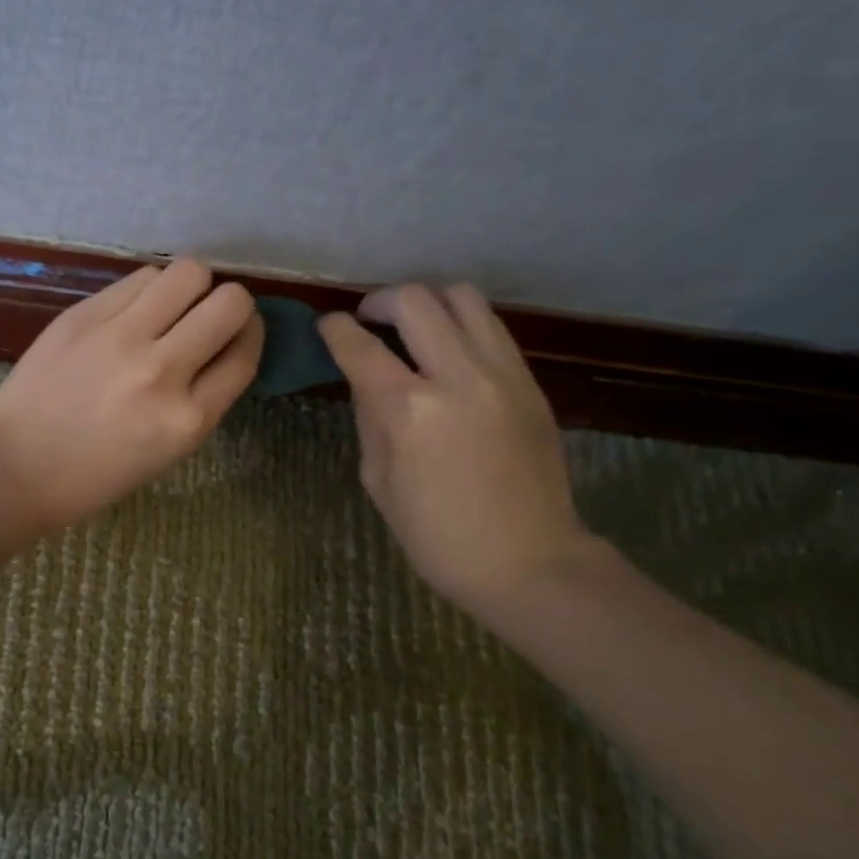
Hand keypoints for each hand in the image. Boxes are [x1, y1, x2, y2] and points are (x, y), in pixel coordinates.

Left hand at [0, 259, 262, 531]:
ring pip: (188, 273)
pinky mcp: (86, 314)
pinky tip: (135, 308)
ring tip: (171, 306)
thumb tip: (222, 347)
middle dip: (231, 304)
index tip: (240, 331)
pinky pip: (140, 278)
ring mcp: (121, 337)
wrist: (15, 463)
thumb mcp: (166, 452)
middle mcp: (163, 371)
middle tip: (209, 315)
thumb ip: (200, 400)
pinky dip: (149, 288)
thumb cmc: (93, 474)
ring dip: (191, 287)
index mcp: (187, 420)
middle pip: (230, 302)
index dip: (251, 334)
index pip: (244, 354)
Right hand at [318, 283, 598, 610]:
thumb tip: (365, 378)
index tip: (328, 326)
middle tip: (368, 320)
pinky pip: (490, 327)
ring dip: (427, 302)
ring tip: (413, 327)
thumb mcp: (378, 479)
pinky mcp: (530, 382)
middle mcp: (458, 377)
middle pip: (415, 300)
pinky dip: (460, 325)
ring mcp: (502, 374)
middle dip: (380, 301)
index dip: (335, 328)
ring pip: (463, 298)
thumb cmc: (436, 534)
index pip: (359, 345)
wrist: (528, 560)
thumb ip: (369, 417)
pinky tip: (448, 351)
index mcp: (409, 410)